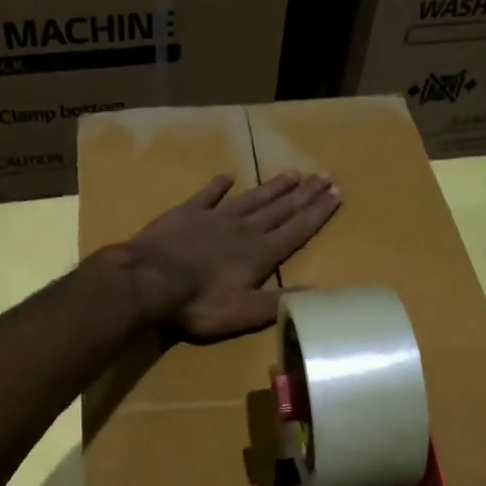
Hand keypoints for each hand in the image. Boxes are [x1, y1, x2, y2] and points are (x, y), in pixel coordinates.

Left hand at [121, 171, 338, 339]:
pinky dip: (218, 184)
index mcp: (260, 253)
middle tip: (325, 175)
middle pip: (280, 208)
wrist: (149, 279)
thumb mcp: (245, 312)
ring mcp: (214, 217)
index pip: (297, 230)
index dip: (318, 213)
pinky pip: (207, 194)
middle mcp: (244, 229)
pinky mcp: (186, 213)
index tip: (336, 194)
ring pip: (252, 198)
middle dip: (305, 194)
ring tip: (293, 172)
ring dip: (273, 186)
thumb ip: (281, 302)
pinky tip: (228, 175)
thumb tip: (320, 294)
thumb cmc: (199, 302)